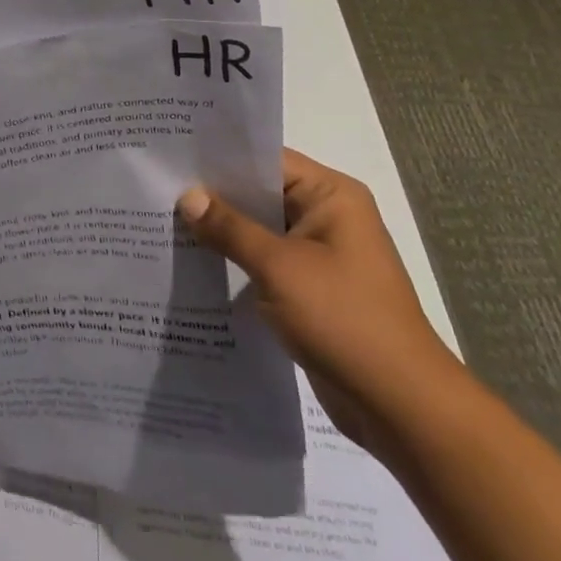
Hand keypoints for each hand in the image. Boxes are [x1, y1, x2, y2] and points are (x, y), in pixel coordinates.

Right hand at [177, 149, 470, 455]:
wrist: (401, 408)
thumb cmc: (344, 320)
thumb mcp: (278, 267)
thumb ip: (229, 228)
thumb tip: (187, 196)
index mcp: (331, 196)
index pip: (266, 159)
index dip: (220, 156)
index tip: (172, 153)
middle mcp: (327, 216)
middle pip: (260, 192)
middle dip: (213, 195)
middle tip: (159, 185)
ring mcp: (319, 255)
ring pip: (258, 229)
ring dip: (221, 230)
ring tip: (164, 219)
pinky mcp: (310, 289)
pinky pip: (264, 261)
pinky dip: (234, 260)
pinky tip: (192, 261)